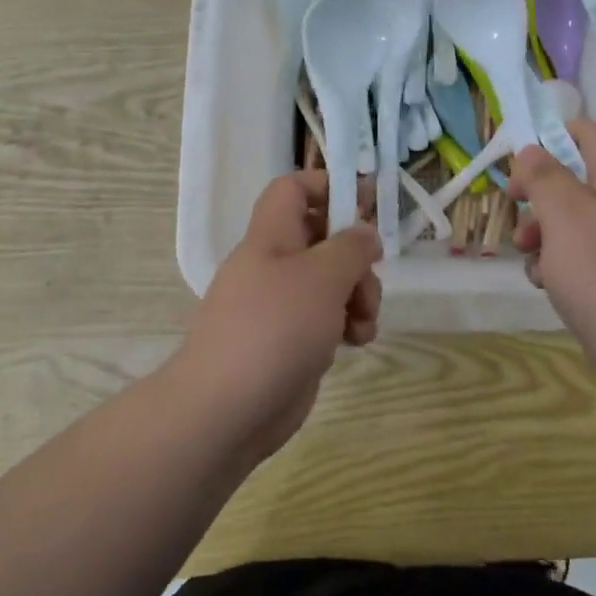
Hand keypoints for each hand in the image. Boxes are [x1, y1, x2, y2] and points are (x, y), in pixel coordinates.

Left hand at [173, 171, 382, 460]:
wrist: (226, 409)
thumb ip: (350, 247)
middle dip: (356, 258)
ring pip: (331, 283)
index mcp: (271, 237)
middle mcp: (274, 266)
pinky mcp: (291, 341)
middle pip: (323, 239)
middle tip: (369, 281)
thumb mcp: (322, 277)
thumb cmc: (274, 328)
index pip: (293, 189)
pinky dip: (346, 325)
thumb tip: (364, 232)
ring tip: (363, 325)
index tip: (367, 203)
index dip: (328, 186)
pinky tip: (357, 343)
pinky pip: (327, 319)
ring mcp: (281, 306)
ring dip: (358, 297)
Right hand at [509, 121, 595, 391]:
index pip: (593, 134)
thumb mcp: (564, 216)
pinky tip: (548, 285)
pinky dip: (566, 262)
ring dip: (547, 232)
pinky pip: (593, 255)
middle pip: (582, 180)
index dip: (554, 136)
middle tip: (515, 210)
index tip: (519, 162)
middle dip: (542, 195)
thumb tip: (533, 150)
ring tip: (528, 258)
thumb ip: (545, 176)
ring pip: (582, 222)